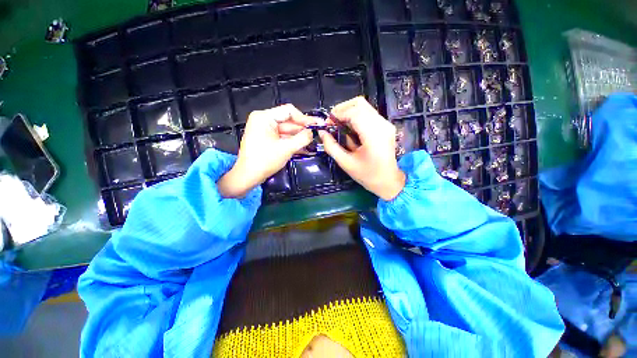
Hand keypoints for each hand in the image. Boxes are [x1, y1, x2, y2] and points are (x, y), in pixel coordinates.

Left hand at [218, 104, 314, 197]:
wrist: (248, 176)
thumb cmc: (264, 161)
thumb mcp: (286, 149)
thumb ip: (302, 138)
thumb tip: (312, 133)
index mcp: (264, 117)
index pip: (289, 111)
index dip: (304, 118)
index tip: (316, 125)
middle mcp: (264, 120)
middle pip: (288, 121)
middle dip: (303, 129)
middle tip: (317, 134)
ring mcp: (265, 130)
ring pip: (287, 131)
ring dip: (299, 137)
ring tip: (313, 142)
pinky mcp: (267, 139)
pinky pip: (282, 137)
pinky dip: (292, 142)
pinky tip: (304, 147)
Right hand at [319, 97, 405, 200]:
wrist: (388, 181)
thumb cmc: (367, 175)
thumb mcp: (346, 163)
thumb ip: (331, 146)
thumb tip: (321, 132)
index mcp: (373, 135)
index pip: (353, 113)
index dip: (337, 114)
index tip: (326, 124)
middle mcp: (382, 124)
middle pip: (359, 103)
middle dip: (341, 110)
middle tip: (331, 123)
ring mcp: (385, 124)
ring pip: (364, 106)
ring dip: (348, 113)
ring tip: (339, 126)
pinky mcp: (386, 126)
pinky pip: (368, 114)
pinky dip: (356, 117)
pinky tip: (350, 129)